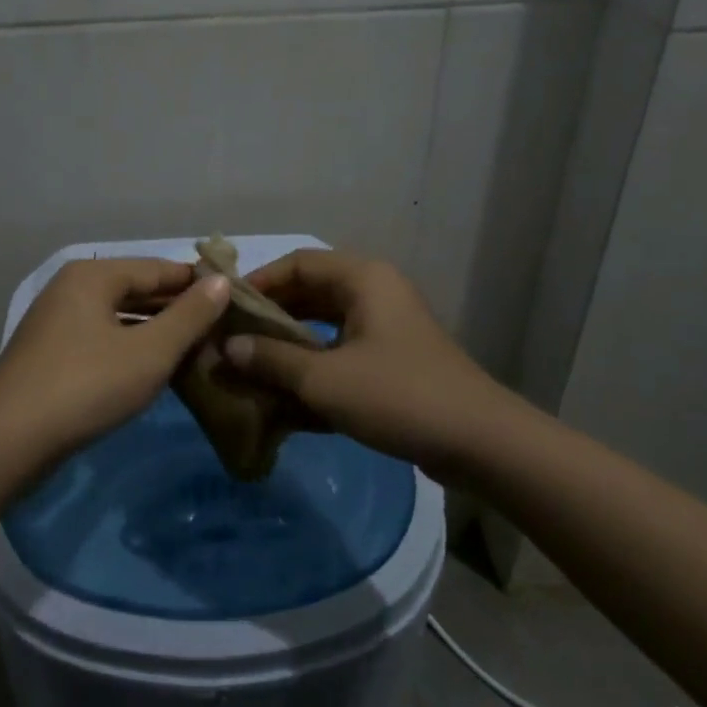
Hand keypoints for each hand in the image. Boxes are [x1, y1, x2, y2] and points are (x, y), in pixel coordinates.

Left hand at [0, 258, 230, 456]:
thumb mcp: (149, 352)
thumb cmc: (87, 386)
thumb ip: (189, 316)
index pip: (158, 268)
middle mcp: (72, 288)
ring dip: (155, 330)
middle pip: (136, 290)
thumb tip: (222, 281)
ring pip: (119, 316)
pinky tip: (153, 367)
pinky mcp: (50, 353)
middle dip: (177, 309)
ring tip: (196, 348)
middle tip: (221, 328)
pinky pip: (102, 338)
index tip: (235, 298)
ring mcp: (56, 321)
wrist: (8, 440)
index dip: (198, 283)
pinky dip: (130, 347)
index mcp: (93, 276)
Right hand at [224, 248, 517, 476]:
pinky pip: (341, 350)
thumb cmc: (398, 396)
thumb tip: (225, 348)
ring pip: (324, 324)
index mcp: (362, 278)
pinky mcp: (392, 358)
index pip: (297, 263)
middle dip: (270, 317)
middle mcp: (374, 291)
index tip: (226, 310)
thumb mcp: (325, 379)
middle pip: (309, 292)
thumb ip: (271, 360)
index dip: (258, 283)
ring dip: (289, 344)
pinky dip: (313, 365)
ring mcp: (386, 326)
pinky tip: (285, 393)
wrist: (481, 443)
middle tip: (232, 341)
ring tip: (251, 366)